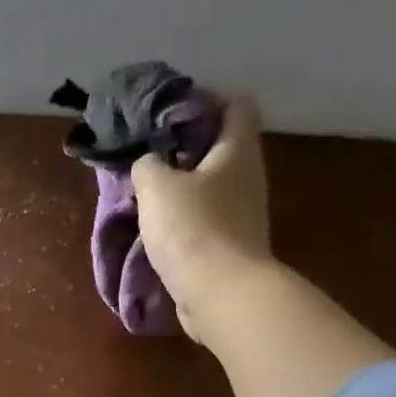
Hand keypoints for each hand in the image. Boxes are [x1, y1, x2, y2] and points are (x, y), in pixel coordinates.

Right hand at [131, 98, 273, 340]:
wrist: (221, 294)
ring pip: (211, 187)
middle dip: (186, 149)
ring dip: (182, 188)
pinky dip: (185, 219)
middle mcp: (248, 177)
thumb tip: (149, 163)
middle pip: (221, 148)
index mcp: (238, 150)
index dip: (205, 102)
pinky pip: (207, 220)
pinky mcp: (232, 247)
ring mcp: (243, 215)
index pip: (235, 105)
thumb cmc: (192, 229)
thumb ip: (147, 164)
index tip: (169, 114)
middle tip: (150, 154)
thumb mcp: (156, 186)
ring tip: (147, 193)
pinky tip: (159, 227)